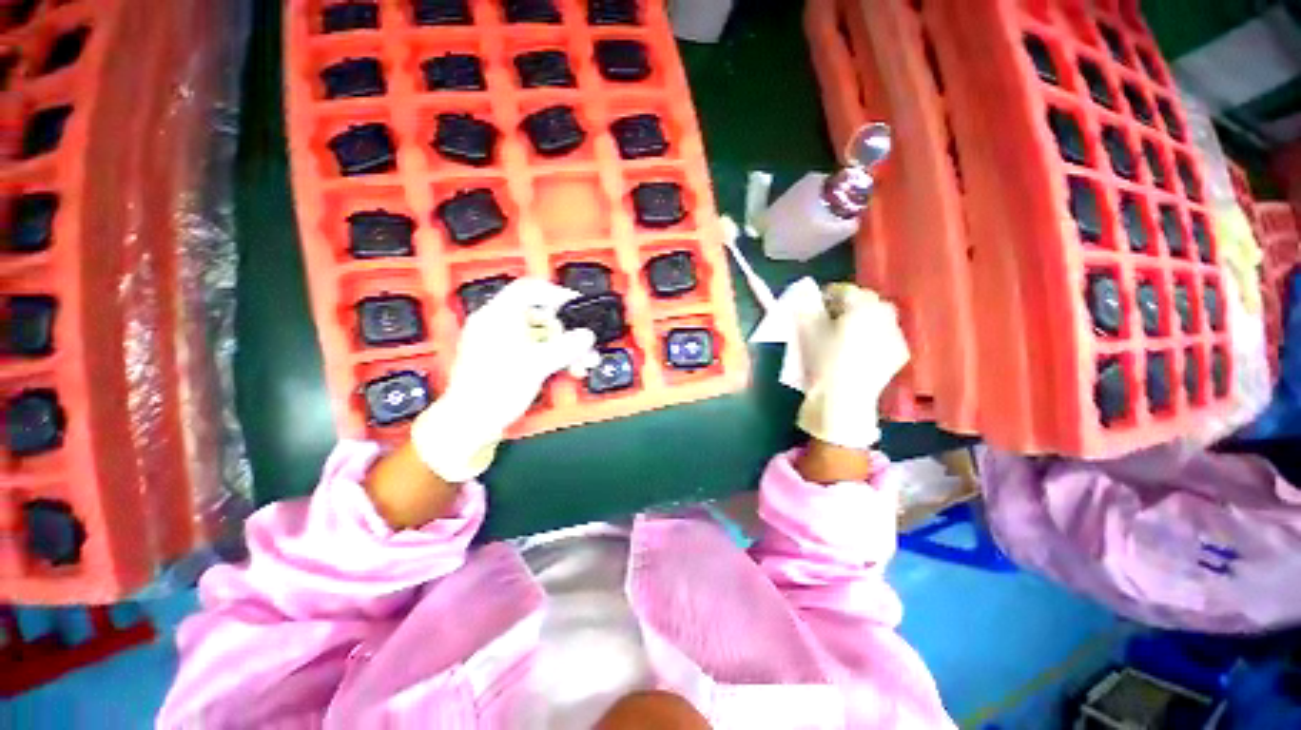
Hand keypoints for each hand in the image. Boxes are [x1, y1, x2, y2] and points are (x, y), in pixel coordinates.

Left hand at [411, 278, 597, 482]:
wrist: (469, 424)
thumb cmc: (497, 388)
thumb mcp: (536, 365)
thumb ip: (566, 347)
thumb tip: (588, 335)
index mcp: (498, 316)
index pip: (529, 289)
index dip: (556, 294)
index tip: (578, 307)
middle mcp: (498, 325)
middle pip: (541, 316)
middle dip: (568, 332)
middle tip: (586, 347)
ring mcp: (501, 344)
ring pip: (542, 336)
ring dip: (565, 348)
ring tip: (584, 364)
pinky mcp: (506, 361)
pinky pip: (535, 350)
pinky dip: (553, 357)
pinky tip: (570, 370)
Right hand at [796, 284, 908, 450]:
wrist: (842, 400)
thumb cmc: (822, 362)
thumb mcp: (807, 332)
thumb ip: (808, 309)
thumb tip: (807, 299)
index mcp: (861, 307)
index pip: (845, 290)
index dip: (828, 294)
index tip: (816, 304)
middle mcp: (884, 315)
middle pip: (866, 301)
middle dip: (849, 305)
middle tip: (832, 318)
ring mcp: (896, 334)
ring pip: (879, 317)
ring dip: (864, 319)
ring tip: (847, 334)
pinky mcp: (899, 353)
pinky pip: (886, 335)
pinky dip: (874, 336)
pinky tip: (860, 349)